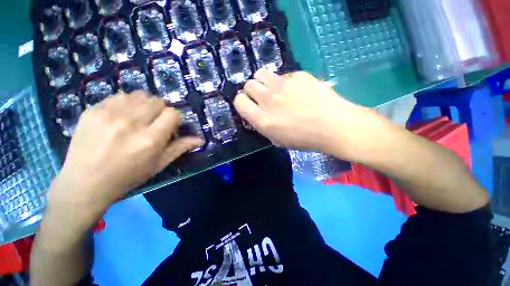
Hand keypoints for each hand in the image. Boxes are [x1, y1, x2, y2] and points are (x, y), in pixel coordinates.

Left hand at [49, 91, 202, 216]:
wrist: (84, 183)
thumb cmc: (128, 177)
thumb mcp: (158, 165)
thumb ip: (180, 148)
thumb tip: (200, 139)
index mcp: (149, 140)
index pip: (172, 113)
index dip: (175, 118)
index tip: (170, 126)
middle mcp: (130, 123)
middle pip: (157, 101)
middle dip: (161, 110)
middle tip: (154, 122)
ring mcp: (108, 114)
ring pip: (139, 95)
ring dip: (145, 104)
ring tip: (139, 117)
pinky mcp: (92, 110)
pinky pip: (119, 96)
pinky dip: (126, 103)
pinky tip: (121, 116)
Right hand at [234, 70, 384, 160]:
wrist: (333, 126)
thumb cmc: (305, 138)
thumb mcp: (278, 140)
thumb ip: (263, 125)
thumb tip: (257, 113)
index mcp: (263, 120)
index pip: (239, 102)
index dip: (242, 102)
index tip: (249, 104)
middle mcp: (268, 100)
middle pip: (248, 84)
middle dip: (252, 90)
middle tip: (263, 97)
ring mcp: (283, 84)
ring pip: (261, 73)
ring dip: (264, 81)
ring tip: (275, 89)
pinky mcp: (297, 75)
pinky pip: (283, 74)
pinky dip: (284, 81)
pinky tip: (297, 90)